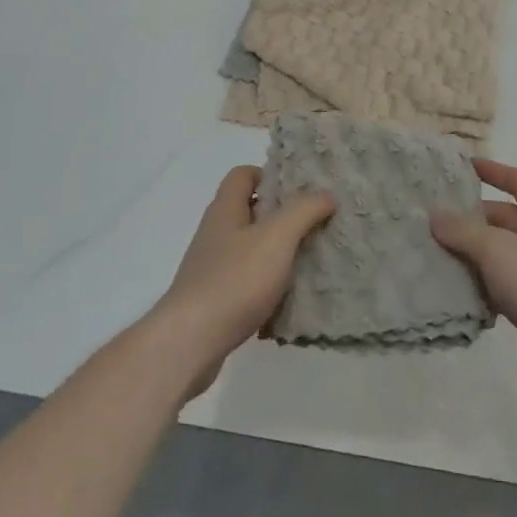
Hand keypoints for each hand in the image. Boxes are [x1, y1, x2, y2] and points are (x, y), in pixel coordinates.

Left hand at [152, 166, 335, 398]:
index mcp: (225, 209)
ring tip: (306, 262)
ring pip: (248, 249)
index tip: (298, 190)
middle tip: (312, 224)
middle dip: (280, 216)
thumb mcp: (277, 238)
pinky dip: (265, 286)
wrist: (190, 342)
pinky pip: (244, 283)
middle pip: (248, 211)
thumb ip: (303, 211)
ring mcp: (210, 268)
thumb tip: (326, 194)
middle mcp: (214, 233)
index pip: (242, 175)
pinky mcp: (212, 300)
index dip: (269, 175)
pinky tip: (285, 300)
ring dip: (275, 253)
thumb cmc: (234, 280)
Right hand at [431, 160, 516, 407]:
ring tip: (438, 256)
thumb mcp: (497, 251)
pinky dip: (486, 284)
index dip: (493, 171)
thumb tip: (435, 215)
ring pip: (503, 254)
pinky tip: (461, 292)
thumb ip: (463, 231)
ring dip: (475, 255)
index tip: (464, 168)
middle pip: (506, 219)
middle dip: (473, 220)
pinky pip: (507, 283)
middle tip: (436, 223)